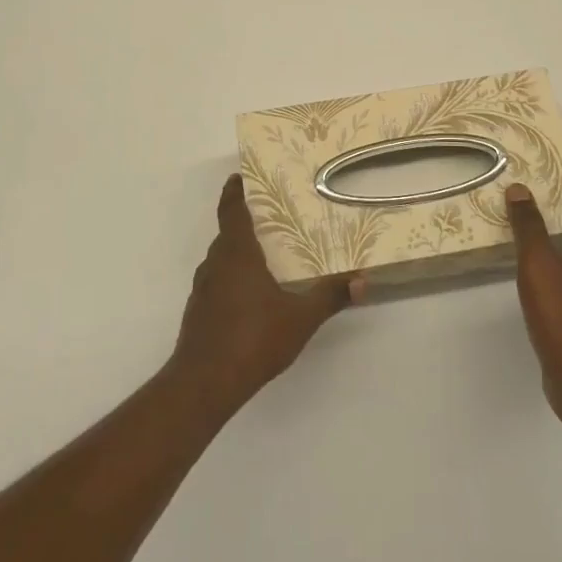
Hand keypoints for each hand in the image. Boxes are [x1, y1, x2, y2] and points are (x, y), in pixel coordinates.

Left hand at [169, 175, 356, 420]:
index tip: (239, 177)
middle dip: (245, 223)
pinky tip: (251, 295)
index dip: (234, 191)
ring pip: (221, 260)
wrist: (203, 384)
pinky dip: (232, 278)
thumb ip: (330, 296)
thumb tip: (362, 280)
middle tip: (271, 216)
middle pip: (227, 234)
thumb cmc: (252, 339)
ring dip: (239, 252)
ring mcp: (203, 289)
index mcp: (237, 254)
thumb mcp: (300, 318)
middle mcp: (215, 264)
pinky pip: (217, 282)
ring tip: (265, 255)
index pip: (232, 211)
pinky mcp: (199, 313)